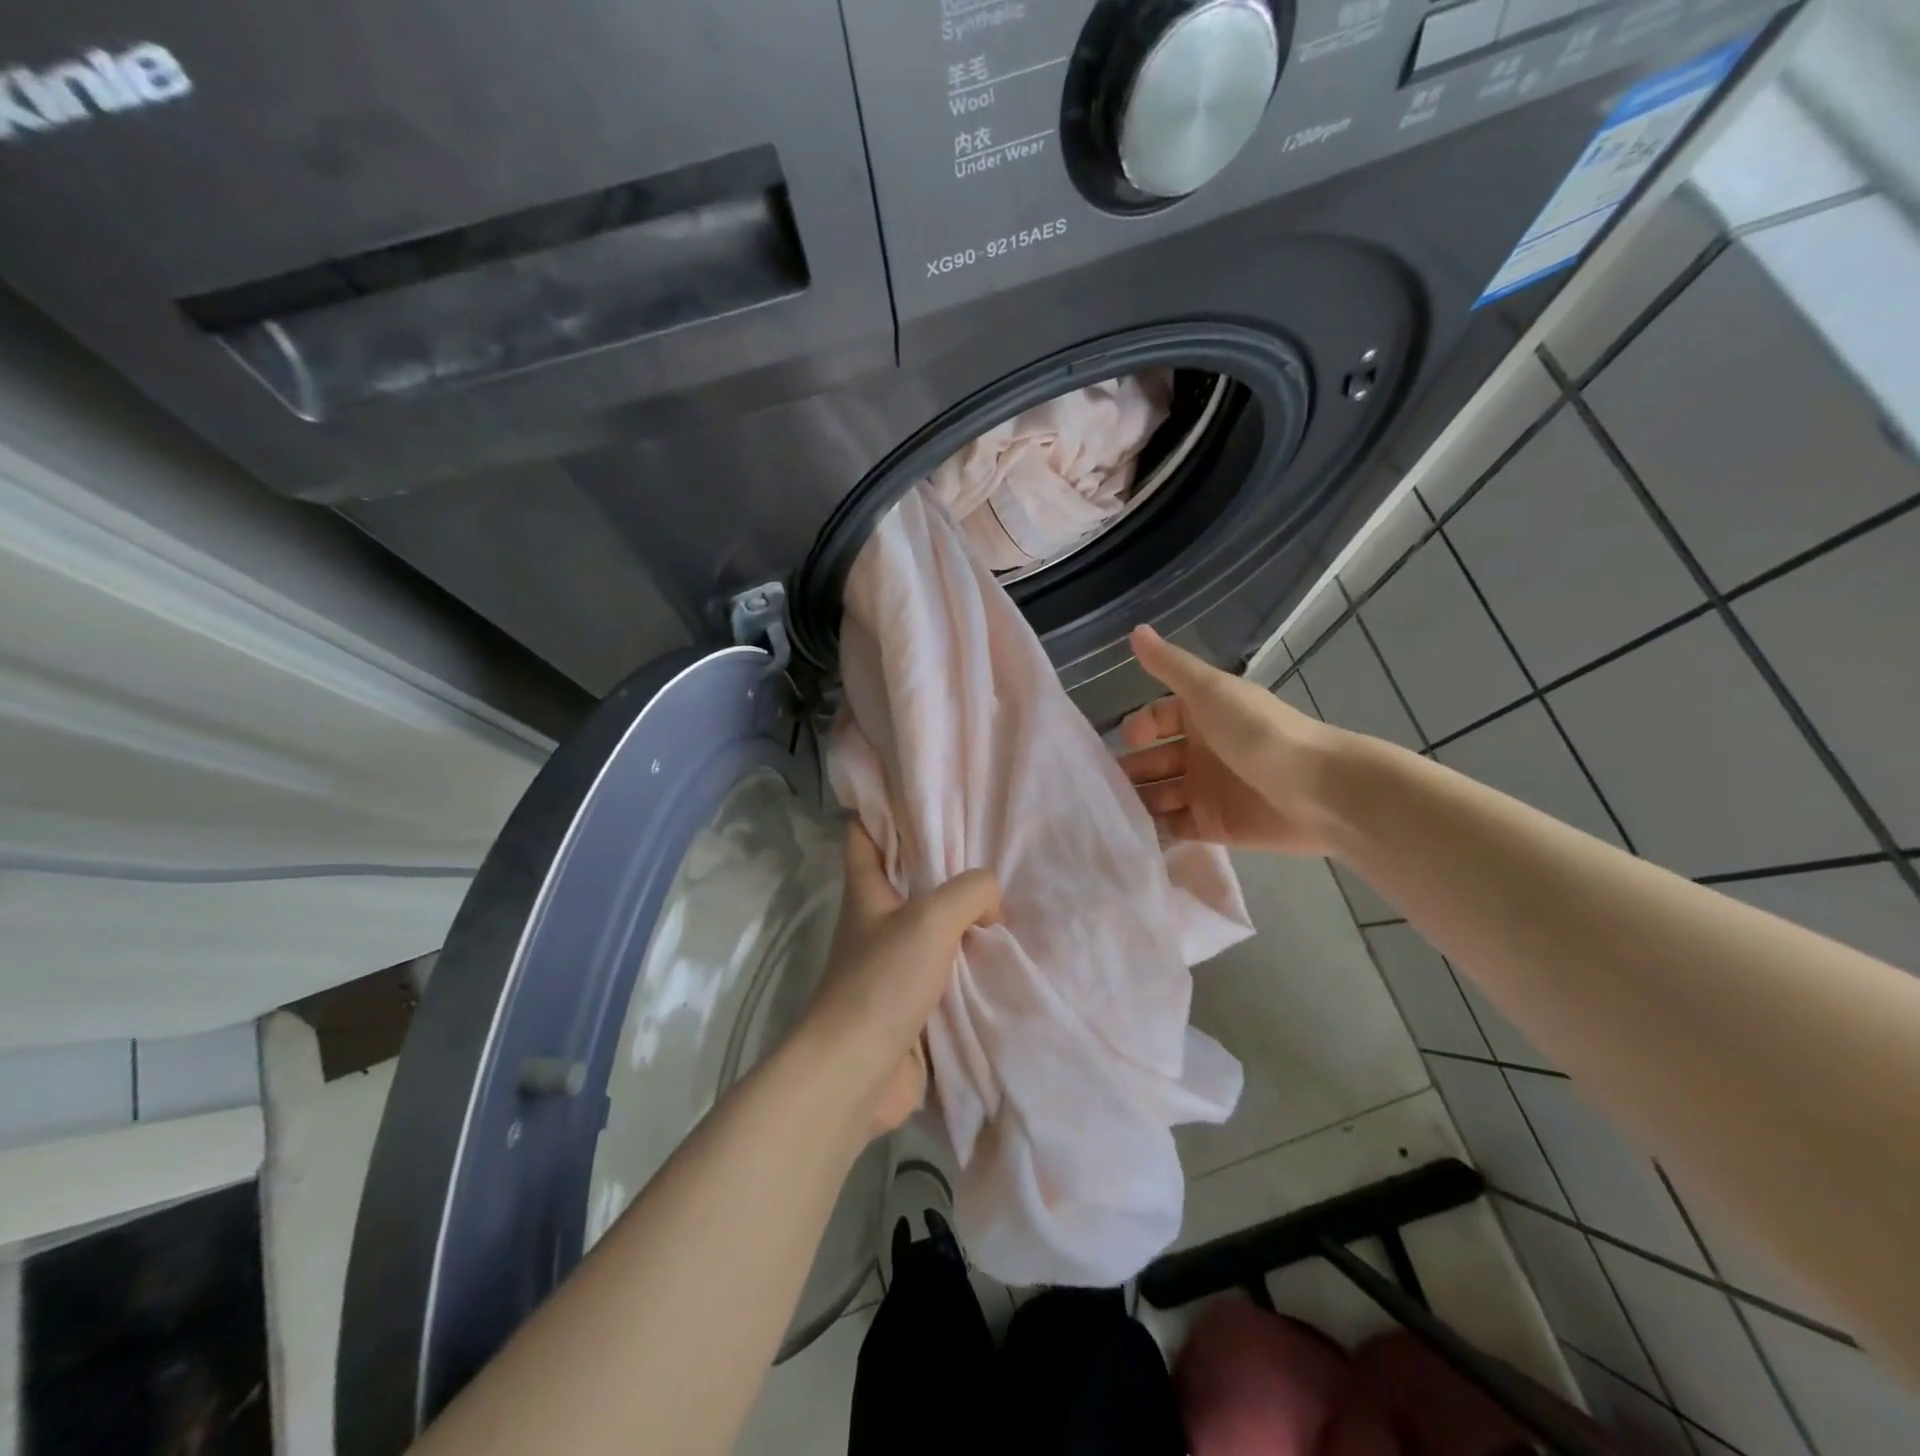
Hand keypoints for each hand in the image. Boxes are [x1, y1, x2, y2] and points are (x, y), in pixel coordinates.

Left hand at [801, 823, 999, 1137]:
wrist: (857, 1072)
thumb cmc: (882, 982)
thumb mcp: (931, 918)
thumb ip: (970, 892)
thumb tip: (990, 902)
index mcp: (866, 892)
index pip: (863, 835)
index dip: (880, 809)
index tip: (916, 792)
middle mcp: (875, 923)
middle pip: (904, 879)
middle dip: (940, 863)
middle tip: (986, 845)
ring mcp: (890, 966)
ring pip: (929, 927)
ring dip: (960, 917)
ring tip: (1006, 899)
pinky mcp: (909, 1004)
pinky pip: (944, 971)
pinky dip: (967, 962)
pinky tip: (1000, 956)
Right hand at [1117, 625, 1340, 855]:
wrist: (1316, 790)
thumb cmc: (1259, 733)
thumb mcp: (1210, 691)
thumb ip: (1169, 665)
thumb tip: (1135, 631)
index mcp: (1201, 716)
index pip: (1156, 718)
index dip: (1137, 728)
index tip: (1126, 742)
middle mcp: (1201, 752)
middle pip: (1152, 760)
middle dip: (1127, 770)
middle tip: (1101, 788)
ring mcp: (1206, 791)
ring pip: (1157, 795)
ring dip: (1135, 801)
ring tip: (1111, 814)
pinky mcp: (1213, 827)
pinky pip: (1173, 827)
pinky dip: (1153, 831)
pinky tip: (1129, 835)